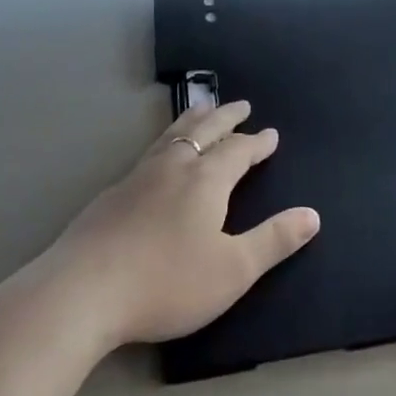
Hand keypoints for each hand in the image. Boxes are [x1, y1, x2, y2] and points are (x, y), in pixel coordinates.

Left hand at [35, 99, 320, 351]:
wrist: (82, 291)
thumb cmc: (166, 282)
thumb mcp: (232, 270)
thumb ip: (274, 241)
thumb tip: (313, 214)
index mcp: (206, 180)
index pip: (238, 151)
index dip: (257, 142)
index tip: (271, 133)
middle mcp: (174, 167)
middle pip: (205, 130)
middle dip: (226, 117)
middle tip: (241, 104)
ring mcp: (138, 177)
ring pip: (173, 135)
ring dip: (193, 119)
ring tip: (201, 108)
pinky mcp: (112, 194)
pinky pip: (149, 152)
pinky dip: (166, 141)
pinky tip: (158, 156)